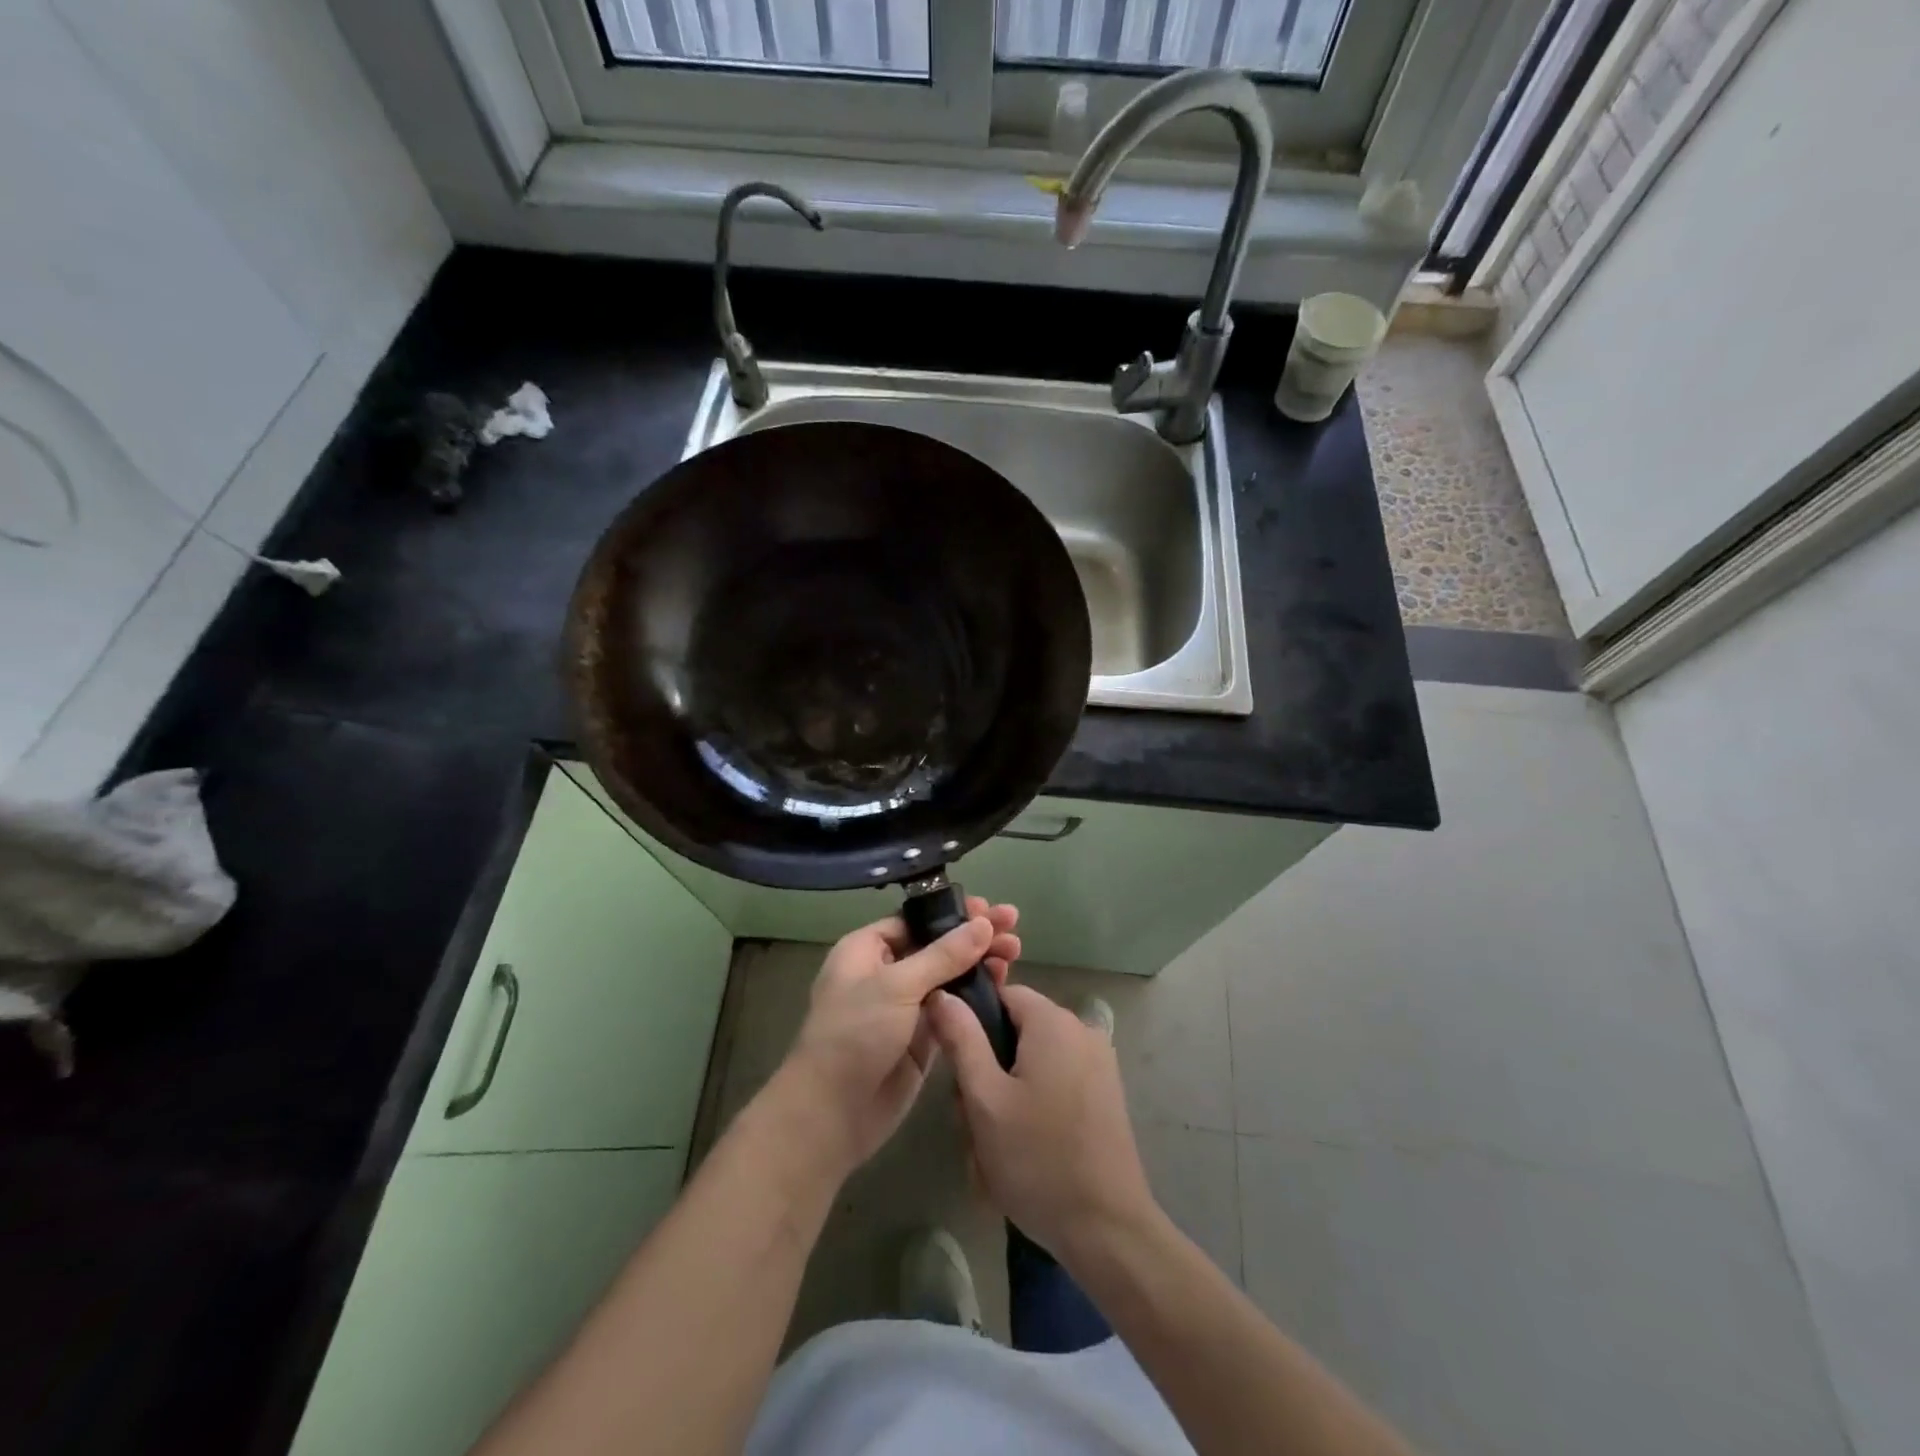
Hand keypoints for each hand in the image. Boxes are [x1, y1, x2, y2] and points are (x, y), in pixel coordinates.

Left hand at [777, 898, 1020, 1177]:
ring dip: (979, 964)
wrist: (833, 1113)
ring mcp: (905, 1007)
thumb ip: (943, 955)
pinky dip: (976, 997)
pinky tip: (1003, 986)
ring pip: (949, 977)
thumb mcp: (897, 986)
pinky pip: (953, 1009)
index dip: (952, 914)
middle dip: (973, 937)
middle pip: (936, 946)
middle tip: (1013, 926)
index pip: (915, 921)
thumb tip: (982, 923)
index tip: (988, 910)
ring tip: (1015, 953)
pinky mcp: (922, 1039)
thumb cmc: (855, 1034)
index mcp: (866, 950)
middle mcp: (885, 973)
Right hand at [929, 983, 1156, 1266]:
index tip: (958, 1068)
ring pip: (1034, 1060)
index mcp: (1054, 1022)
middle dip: (989, 1067)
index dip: (973, 1024)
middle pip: (1018, 1030)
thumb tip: (942, 994)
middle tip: (973, 1119)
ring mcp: (1099, 1063)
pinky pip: (1057, 1081)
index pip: (1002, 995)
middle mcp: (1082, 1030)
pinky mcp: (1106, 1093)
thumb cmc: (1037, 1159)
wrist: (1107, 1229)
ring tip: (993, 1144)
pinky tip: (1023, 1149)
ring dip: (1008, 1093)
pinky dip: (1034, 1105)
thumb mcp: (985, 1099)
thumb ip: (961, 1039)